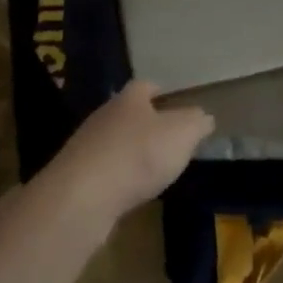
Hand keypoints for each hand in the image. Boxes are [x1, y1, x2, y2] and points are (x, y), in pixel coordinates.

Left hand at [46, 81, 213, 225]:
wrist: (83, 197)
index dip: (163, 92)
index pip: (147, 85)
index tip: (177, 103)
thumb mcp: (181, 134)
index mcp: (129, 98)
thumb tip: (204, 116)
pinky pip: (106, 170)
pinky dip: (120, 176)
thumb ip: (196, 123)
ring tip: (155, 168)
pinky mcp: (78, 176)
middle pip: (130, 113)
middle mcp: (105, 115)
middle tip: (171, 139)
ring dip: (133, 151)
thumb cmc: (138, 155)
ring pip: (116, 141)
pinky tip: (132, 190)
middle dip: (148, 123)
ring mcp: (88, 146)